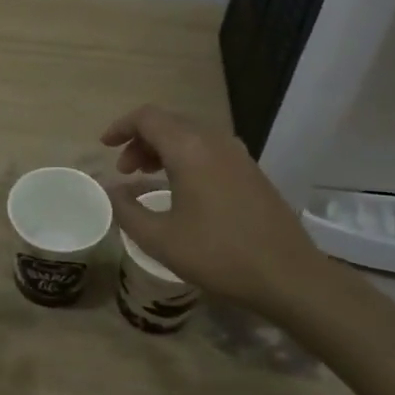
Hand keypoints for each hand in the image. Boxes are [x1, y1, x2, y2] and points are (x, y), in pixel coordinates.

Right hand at [102, 104, 334, 315]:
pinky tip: (181, 189)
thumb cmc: (219, 255)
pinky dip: (185, 157)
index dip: (121, 126)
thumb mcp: (160, 239)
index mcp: (189, 149)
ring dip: (163, 149)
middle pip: (169, 122)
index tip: (104, 146)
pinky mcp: (251, 170)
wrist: (289, 276)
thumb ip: (126, 210)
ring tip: (147, 177)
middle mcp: (214, 141)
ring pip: (190, 135)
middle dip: (140, 140)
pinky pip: (208, 149)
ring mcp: (237, 154)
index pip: (147, 117)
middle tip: (125, 170)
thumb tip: (109, 190)